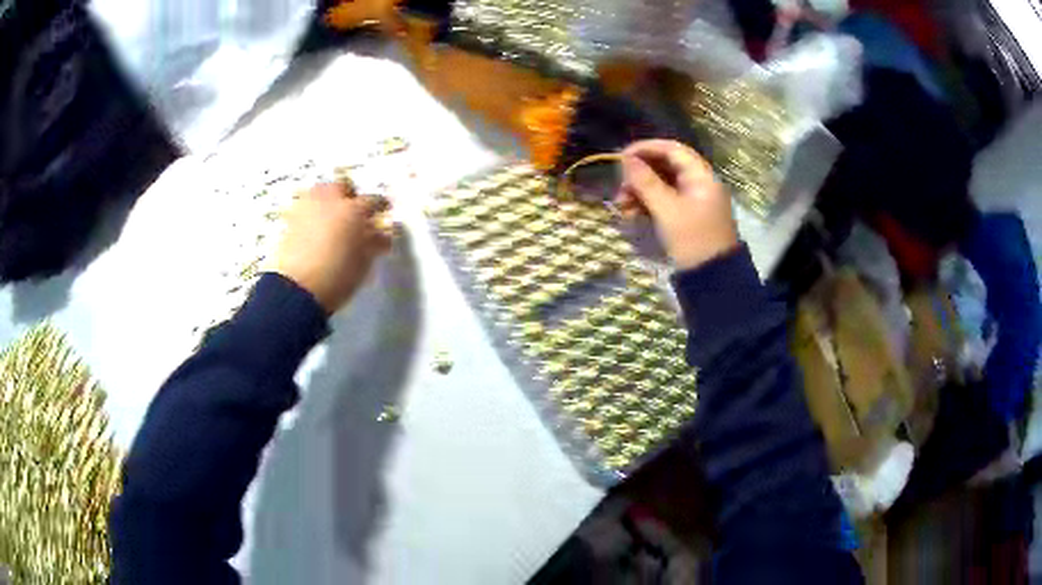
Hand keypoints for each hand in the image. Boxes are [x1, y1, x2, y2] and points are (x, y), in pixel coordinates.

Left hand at [274, 182, 392, 313]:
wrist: (297, 289)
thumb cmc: (338, 277)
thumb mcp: (364, 262)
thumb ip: (374, 243)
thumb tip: (381, 234)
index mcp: (354, 210)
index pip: (374, 200)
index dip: (380, 207)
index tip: (382, 215)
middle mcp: (330, 201)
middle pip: (342, 186)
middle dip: (349, 196)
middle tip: (353, 215)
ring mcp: (307, 207)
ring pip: (321, 193)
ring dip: (328, 202)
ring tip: (332, 221)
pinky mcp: (289, 219)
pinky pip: (305, 207)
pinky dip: (312, 214)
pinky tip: (314, 231)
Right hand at [614, 139, 737, 270]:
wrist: (713, 279)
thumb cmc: (693, 240)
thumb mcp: (667, 210)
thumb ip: (646, 182)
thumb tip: (625, 159)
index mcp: (701, 176)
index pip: (672, 149)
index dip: (646, 148)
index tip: (621, 157)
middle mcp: (699, 183)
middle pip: (665, 167)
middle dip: (639, 175)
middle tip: (620, 188)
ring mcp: (693, 200)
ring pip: (662, 185)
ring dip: (640, 191)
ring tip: (622, 206)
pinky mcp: (687, 216)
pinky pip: (664, 201)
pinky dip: (647, 204)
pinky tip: (632, 214)